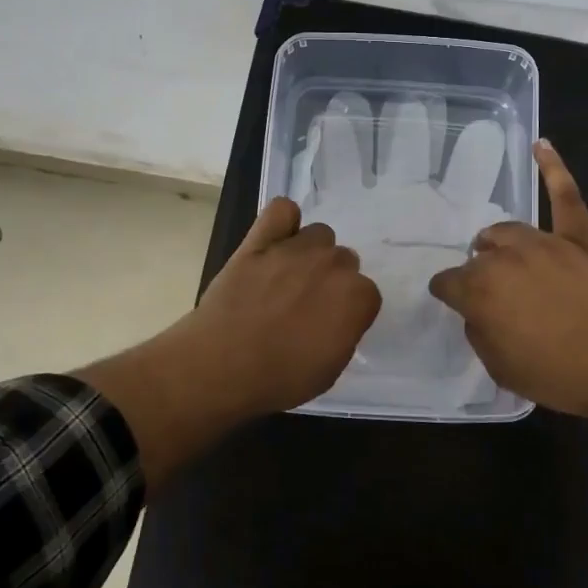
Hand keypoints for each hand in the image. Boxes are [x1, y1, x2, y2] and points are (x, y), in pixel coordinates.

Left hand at [180, 197, 383, 416]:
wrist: (220, 365)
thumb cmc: (280, 378)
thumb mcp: (330, 370)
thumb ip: (344, 333)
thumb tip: (338, 318)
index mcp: (356, 298)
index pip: (367, 295)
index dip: (349, 312)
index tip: (331, 327)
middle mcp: (333, 265)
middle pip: (344, 261)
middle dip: (331, 281)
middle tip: (306, 305)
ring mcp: (296, 248)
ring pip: (319, 235)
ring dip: (311, 253)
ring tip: (288, 276)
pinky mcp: (260, 240)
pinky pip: (282, 209)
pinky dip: (284, 221)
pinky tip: (276, 240)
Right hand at [427, 141, 587, 429]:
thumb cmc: (561, 375)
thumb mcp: (502, 369)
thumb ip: (481, 334)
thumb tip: (480, 313)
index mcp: (481, 290)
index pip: (448, 283)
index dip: (448, 294)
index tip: (453, 302)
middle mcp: (506, 258)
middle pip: (479, 256)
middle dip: (477, 272)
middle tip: (491, 294)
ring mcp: (546, 242)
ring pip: (509, 230)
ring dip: (499, 242)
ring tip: (498, 250)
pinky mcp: (582, 238)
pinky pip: (566, 196)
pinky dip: (554, 169)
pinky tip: (542, 146)